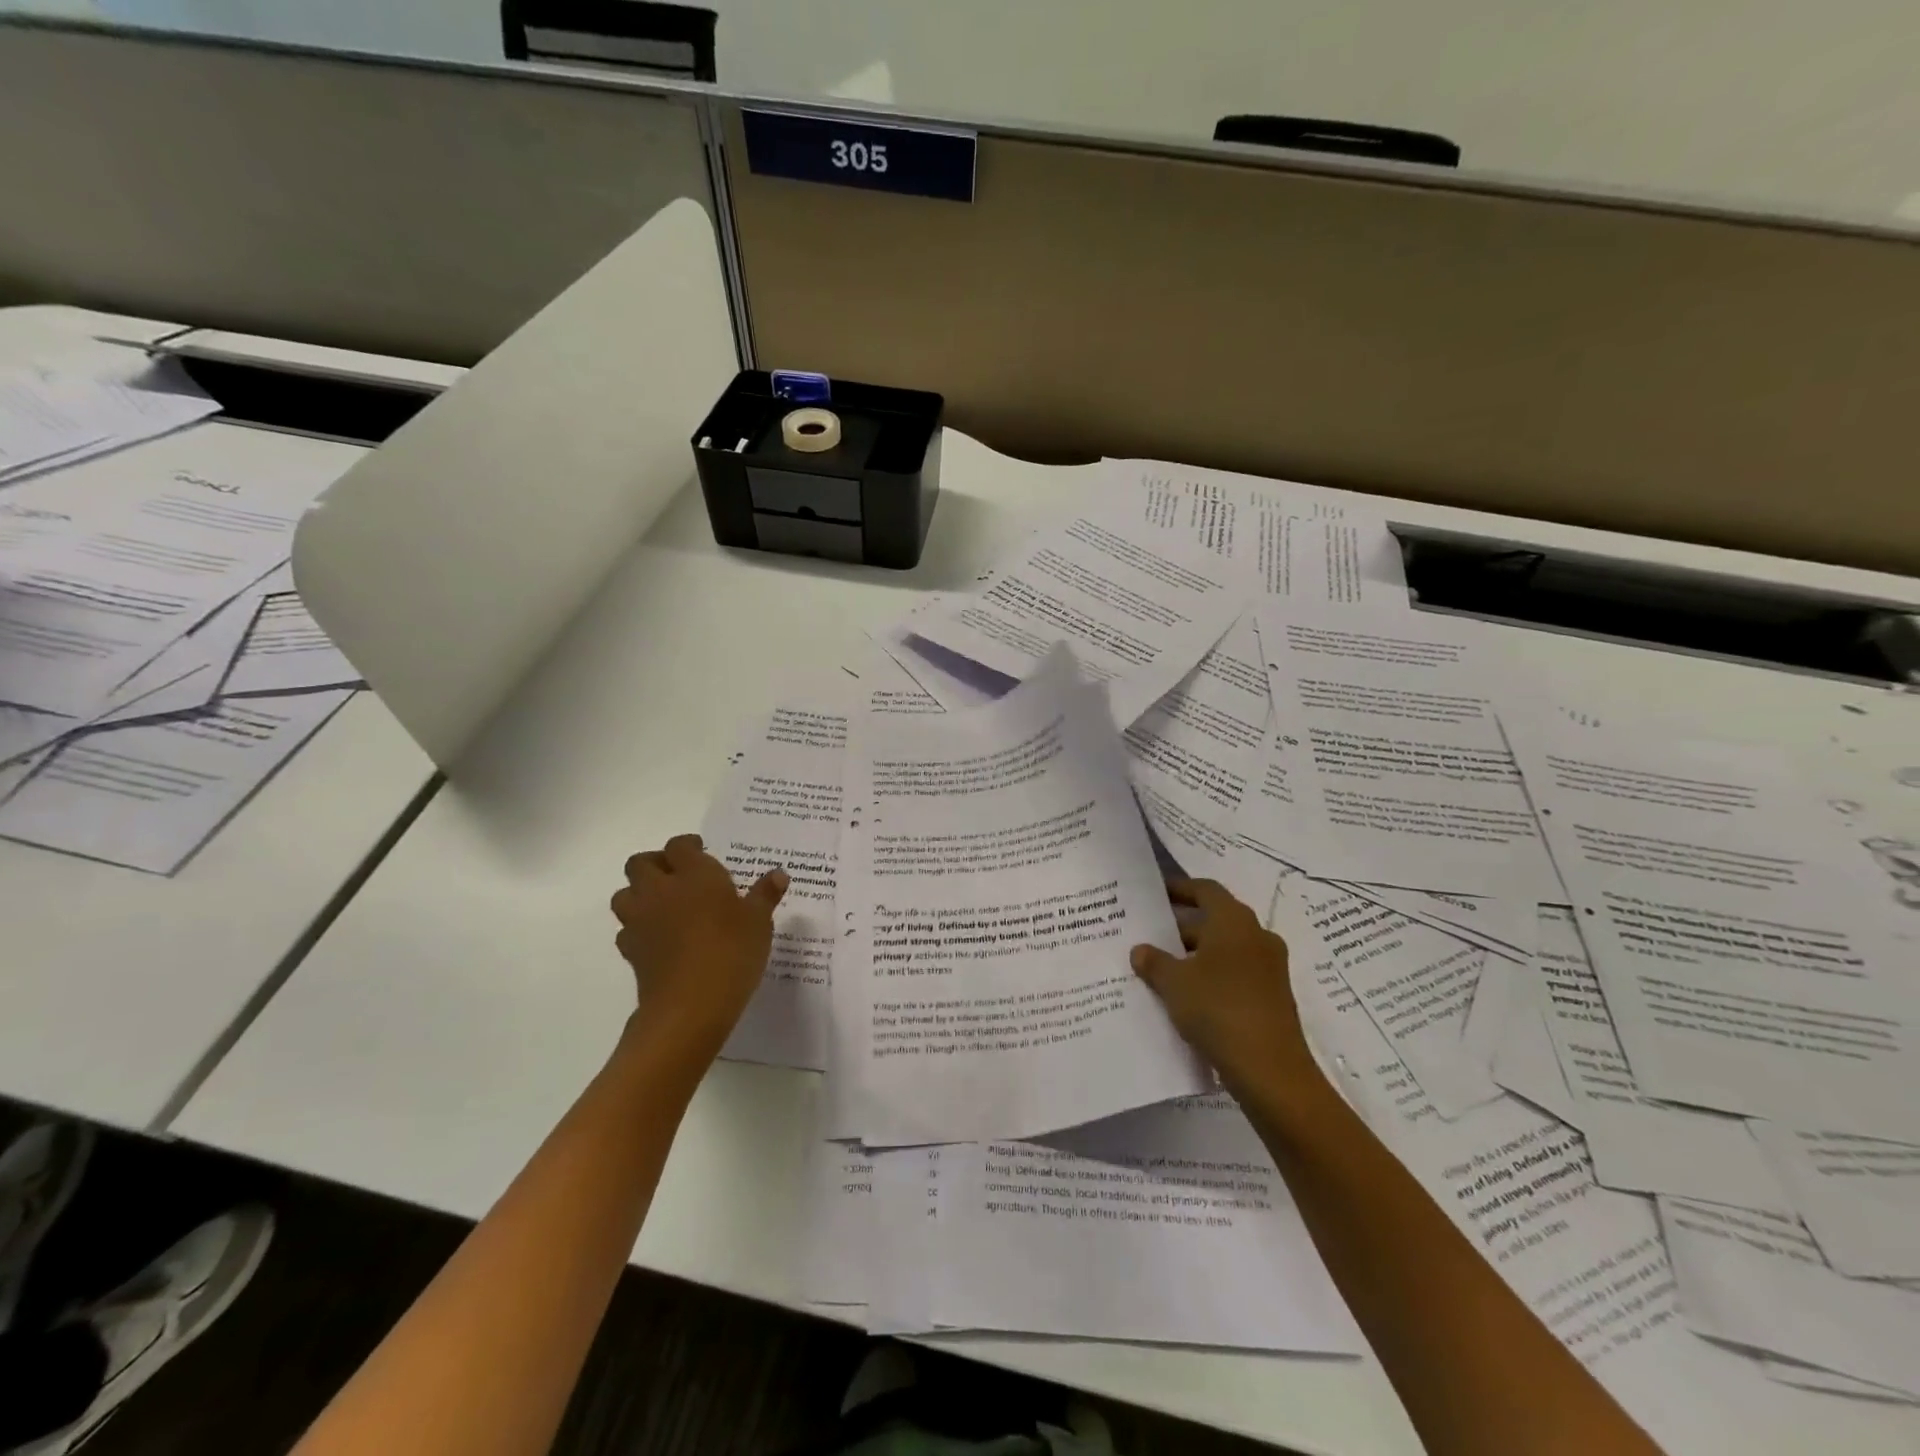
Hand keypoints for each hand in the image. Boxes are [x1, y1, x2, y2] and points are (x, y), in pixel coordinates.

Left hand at [610, 834, 787, 1059]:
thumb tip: (778, 874)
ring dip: (639, 893)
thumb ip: (765, 894)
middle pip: (640, 863)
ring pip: (625, 894)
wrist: (690, 1005)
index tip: (702, 850)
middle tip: (678, 874)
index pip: (679, 845)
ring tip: (664, 904)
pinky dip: (639, 927)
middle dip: (655, 863)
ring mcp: (640, 920)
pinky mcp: (631, 950)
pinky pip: (627, 928)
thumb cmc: (731, 951)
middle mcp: (661, 889)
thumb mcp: (759, 921)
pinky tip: (659, 938)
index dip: (688, 845)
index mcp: (694, 874)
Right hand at [1131, 878, 1314, 1094]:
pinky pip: (1236, 975)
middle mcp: (1257, 937)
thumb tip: (1140, 950)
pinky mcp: (1273, 998)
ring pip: (1225, 950)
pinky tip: (1186, 998)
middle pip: (1216, 920)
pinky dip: (1212, 977)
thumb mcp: (1174, 983)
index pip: (1206, 890)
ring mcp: (1269, 969)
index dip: (1180, 888)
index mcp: (1234, 922)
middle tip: (1150, 936)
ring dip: (1196, 955)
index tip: (1155, 894)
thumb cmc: (1218, 1009)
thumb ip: (1154, 962)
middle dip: (1182, 927)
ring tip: (1162, 969)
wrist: (1271, 1071)